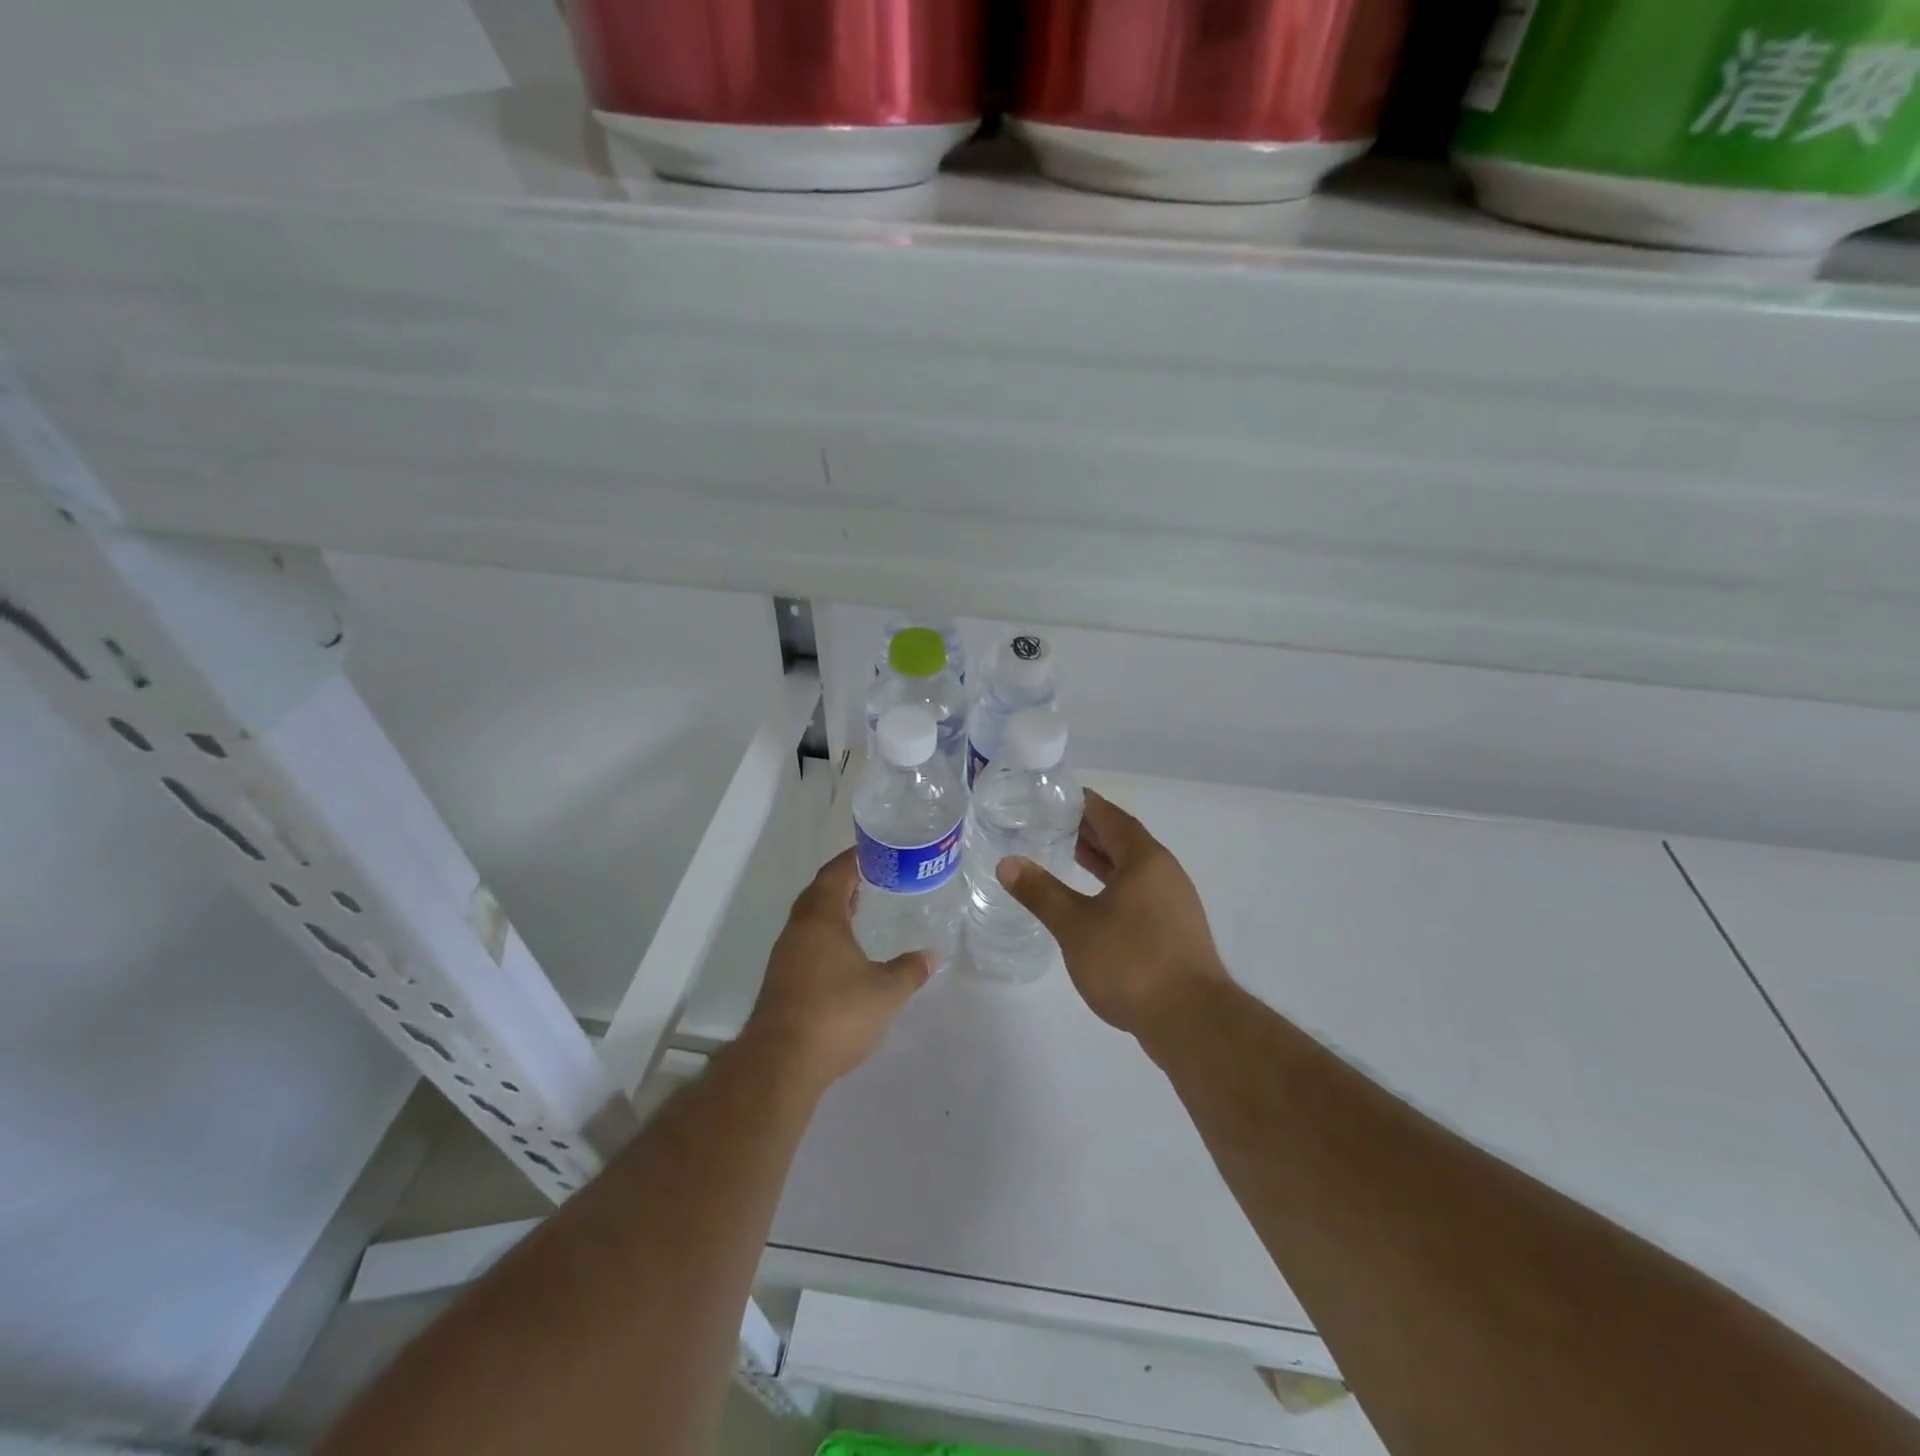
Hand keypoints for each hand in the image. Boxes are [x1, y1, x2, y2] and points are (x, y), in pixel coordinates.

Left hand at [745, 848, 932, 1088]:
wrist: (782, 1061)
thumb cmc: (837, 1013)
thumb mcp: (885, 992)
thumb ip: (910, 970)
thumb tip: (933, 955)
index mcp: (821, 918)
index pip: (836, 874)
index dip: (854, 859)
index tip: (874, 851)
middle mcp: (798, 929)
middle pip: (819, 893)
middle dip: (843, 881)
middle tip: (873, 877)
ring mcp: (785, 955)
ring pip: (809, 919)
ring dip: (833, 909)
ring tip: (861, 908)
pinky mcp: (781, 980)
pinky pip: (805, 941)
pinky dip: (825, 934)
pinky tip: (843, 951)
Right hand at [997, 790, 1230, 1037]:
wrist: (1191, 1021)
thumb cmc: (1131, 962)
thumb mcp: (1075, 925)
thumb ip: (1041, 892)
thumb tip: (1007, 863)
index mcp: (1145, 859)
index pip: (1111, 817)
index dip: (1084, 805)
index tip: (1055, 797)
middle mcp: (1165, 873)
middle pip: (1124, 841)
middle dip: (1090, 831)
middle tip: (1052, 823)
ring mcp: (1174, 903)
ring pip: (1133, 869)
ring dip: (1102, 860)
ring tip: (1067, 855)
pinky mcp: (1175, 931)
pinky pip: (1139, 893)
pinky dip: (1113, 886)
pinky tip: (1093, 903)